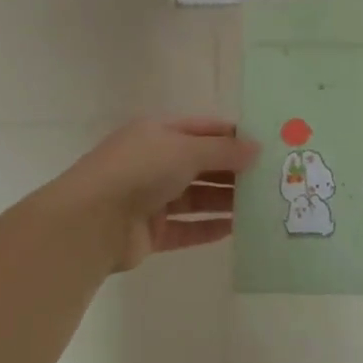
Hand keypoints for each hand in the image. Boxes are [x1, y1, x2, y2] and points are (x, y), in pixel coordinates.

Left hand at [52, 117, 258, 271]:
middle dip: (233, 171)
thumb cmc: (140, 170)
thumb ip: (223, 151)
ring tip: (261, 206)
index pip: (202, 129)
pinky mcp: (150, 232)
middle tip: (271, 179)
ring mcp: (150, 198)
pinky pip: (186, 229)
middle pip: (201, 164)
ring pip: (196, 197)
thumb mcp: (186, 149)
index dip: (232, 136)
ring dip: (225, 201)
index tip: (265, 146)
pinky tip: (236, 230)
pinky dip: (208, 229)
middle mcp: (154, 162)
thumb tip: (256, 149)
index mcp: (157, 132)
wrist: (91, 221)